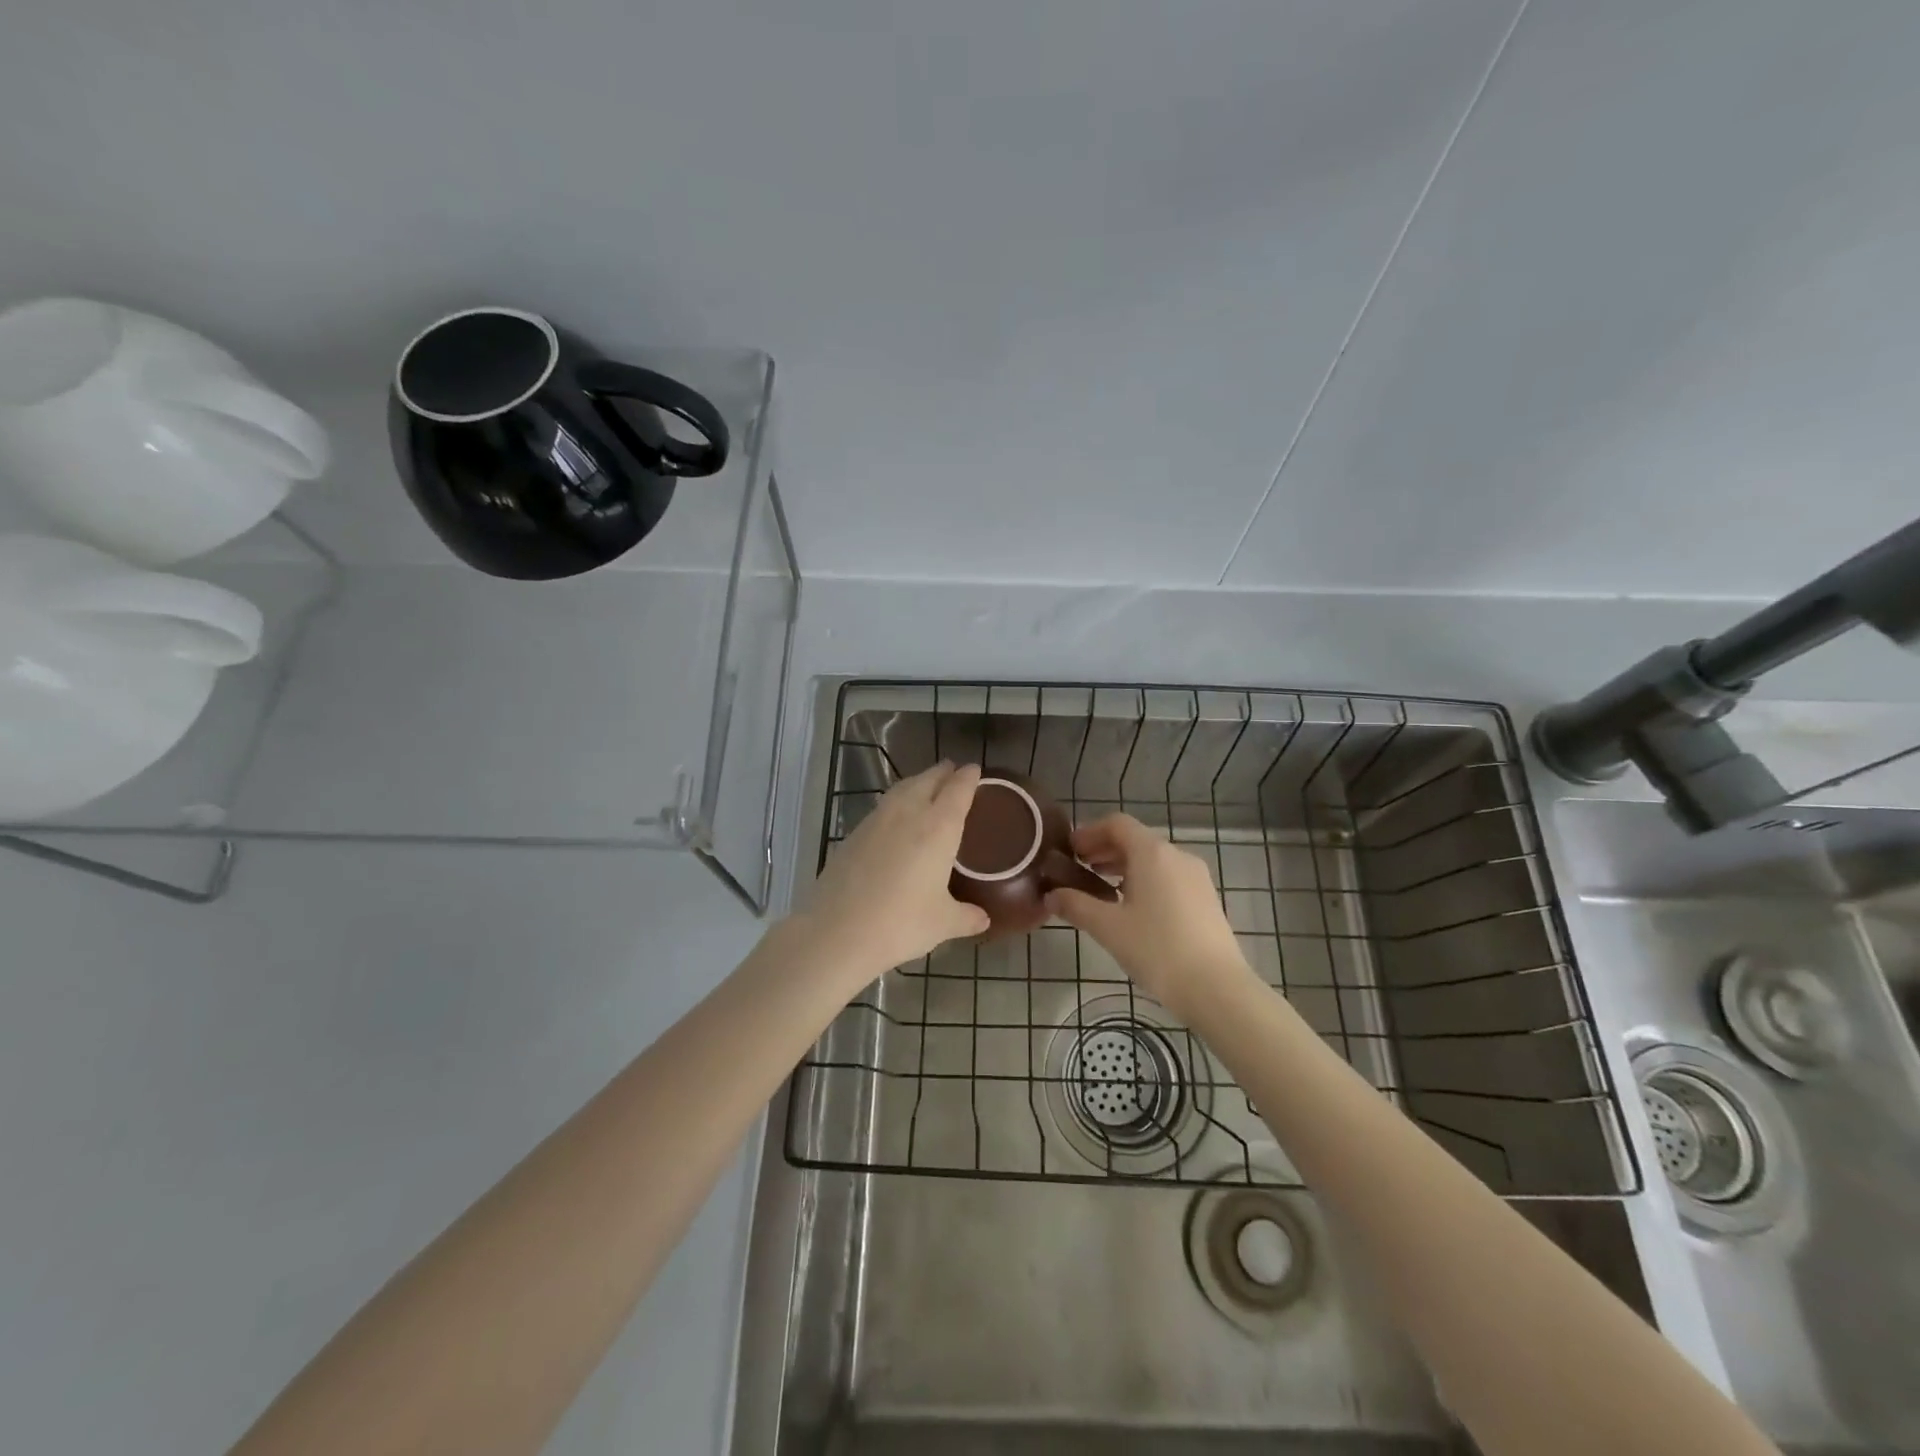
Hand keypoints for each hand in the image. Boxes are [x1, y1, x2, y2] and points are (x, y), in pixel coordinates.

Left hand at [794, 761, 991, 985]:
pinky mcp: (853, 834)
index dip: (968, 777)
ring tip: (926, 786)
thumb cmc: (900, 924)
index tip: (975, 769)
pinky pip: (882, 807)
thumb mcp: (942, 923)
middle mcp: (908, 814)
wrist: (836, 932)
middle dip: (942, 773)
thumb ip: (966, 916)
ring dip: (917, 782)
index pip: (958, 790)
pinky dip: (896, 802)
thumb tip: (983, 919)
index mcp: (938, 827)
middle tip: (953, 771)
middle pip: (928, 780)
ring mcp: (876, 821)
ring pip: (902, 789)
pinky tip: (896, 817)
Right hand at [1045, 814, 1251, 1018]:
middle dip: (1104, 850)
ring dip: (1123, 866)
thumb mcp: (1108, 928)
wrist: (1217, 989)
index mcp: (1152, 852)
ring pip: (1153, 859)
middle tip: (1078, 869)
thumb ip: (1076, 905)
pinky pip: (1168, 876)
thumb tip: (1051, 895)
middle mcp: (1177, 855)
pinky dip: (1144, 880)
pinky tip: (1131, 908)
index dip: (1089, 832)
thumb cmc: (1157, 950)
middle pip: (1135, 839)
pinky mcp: (1205, 898)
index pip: (1117, 824)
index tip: (1069, 851)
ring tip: (1100, 889)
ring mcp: (1196, 877)